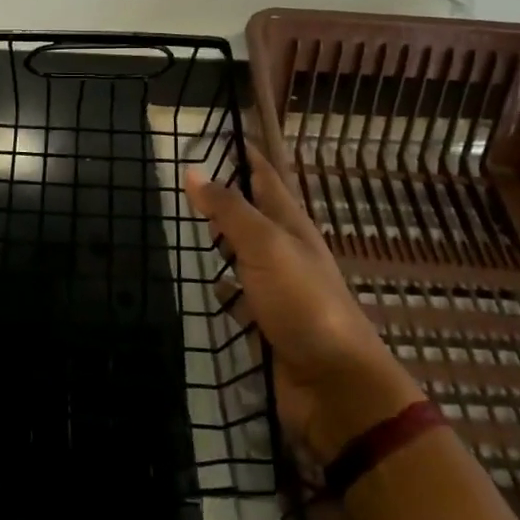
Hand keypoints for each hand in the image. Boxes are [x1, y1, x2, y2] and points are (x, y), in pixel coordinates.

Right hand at [185, 152, 423, 470]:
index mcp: (291, 226)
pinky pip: (240, 296)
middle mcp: (286, 252)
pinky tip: (207, 287)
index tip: (216, 134)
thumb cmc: (303, 303)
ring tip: (187, 226)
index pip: (266, 178)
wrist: (334, 384)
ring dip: (223, 240)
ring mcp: (278, 289)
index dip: (245, 155)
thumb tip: (192, 171)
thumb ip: (229, 210)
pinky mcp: (268, 322)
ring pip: (245, 254)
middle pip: (254, 214)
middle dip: (226, 195)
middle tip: (186, 180)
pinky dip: (224, 287)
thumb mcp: (265, 246)